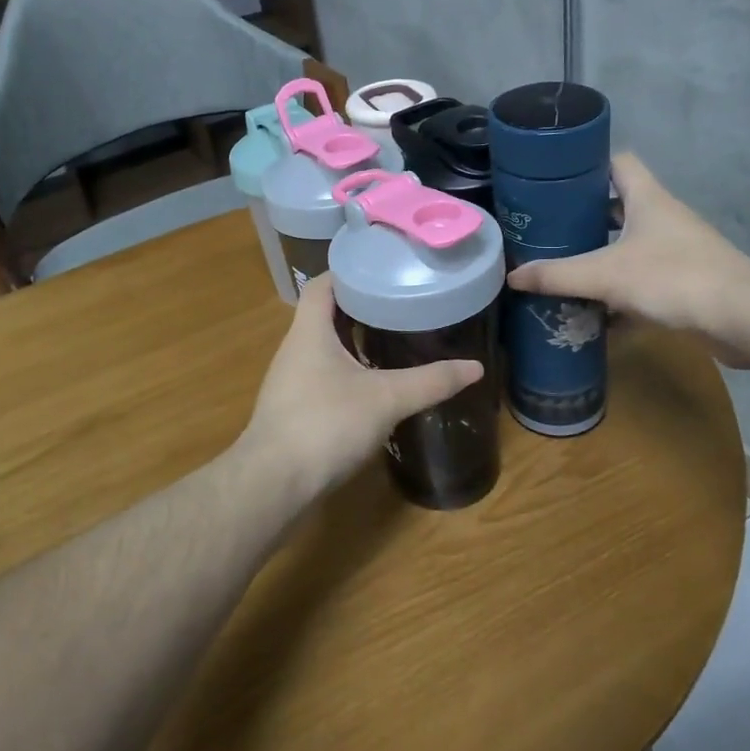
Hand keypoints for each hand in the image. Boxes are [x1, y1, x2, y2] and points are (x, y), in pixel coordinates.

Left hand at [237, 275, 483, 498]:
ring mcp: (290, 380)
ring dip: (352, 339)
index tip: (382, 267)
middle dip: (360, 306)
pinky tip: (372, 383)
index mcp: (309, 331)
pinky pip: (322, 374)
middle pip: (325, 313)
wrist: (274, 483)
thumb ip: (430, 381)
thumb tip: (475, 367)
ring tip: (392, 336)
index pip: (323, 284)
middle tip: (399, 301)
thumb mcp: (386, 399)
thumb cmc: (326, 424)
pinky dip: (347, 369)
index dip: (349, 271)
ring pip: (323, 346)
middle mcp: (295, 349)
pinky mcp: (293, 408)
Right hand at [506, 153, 749, 365]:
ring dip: (601, 257)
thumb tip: (512, 276)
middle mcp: (663, 218)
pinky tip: (594, 313)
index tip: (555, 179)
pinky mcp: (687, 283)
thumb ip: (557, 275)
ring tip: (563, 267)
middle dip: (584, 218)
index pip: (617, 162)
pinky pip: (644, 281)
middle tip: (548, 229)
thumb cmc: (672, 278)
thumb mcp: (605, 275)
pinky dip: (620, 294)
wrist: (744, 318)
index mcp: (647, 199)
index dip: (588, 164)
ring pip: (630, 246)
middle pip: (619, 206)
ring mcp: (678, 251)